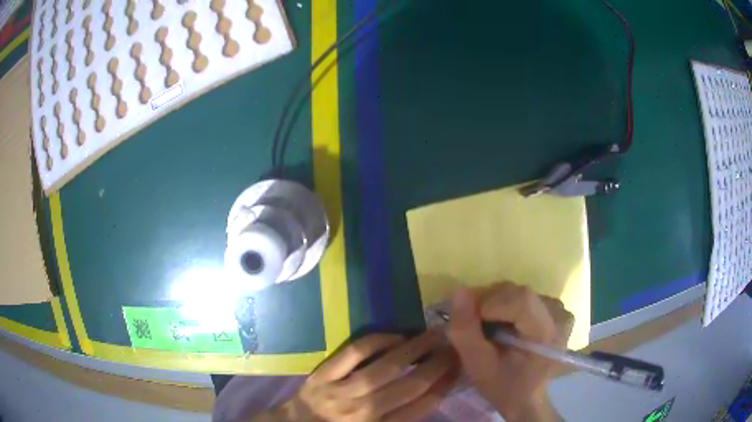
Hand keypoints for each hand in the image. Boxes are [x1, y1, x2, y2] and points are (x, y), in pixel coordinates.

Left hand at [271, 331, 458, 421]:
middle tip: (455, 345)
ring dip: (415, 349)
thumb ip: (400, 417)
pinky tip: (397, 336)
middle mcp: (363, 411)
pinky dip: (379, 341)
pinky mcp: (323, 374)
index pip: (420, 408)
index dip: (444, 386)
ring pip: (385, 367)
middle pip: (409, 386)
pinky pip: (355, 353)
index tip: (460, 367)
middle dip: (437, 364)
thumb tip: (433, 391)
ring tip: (435, 334)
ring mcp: (340, 390)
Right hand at [446, 282, 573, 421]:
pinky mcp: (554, 309)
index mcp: (547, 335)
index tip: (471, 323)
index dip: (490, 304)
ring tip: (487, 328)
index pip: (521, 300)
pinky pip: (524, 297)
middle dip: (488, 303)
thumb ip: (466, 332)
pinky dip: (505, 305)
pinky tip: (502, 325)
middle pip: (518, 293)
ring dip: (495, 304)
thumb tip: (459, 292)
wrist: (526, 397)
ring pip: (518, 292)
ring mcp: (559, 311)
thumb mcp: (478, 367)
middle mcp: (559, 316)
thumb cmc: (503, 387)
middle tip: (473, 325)